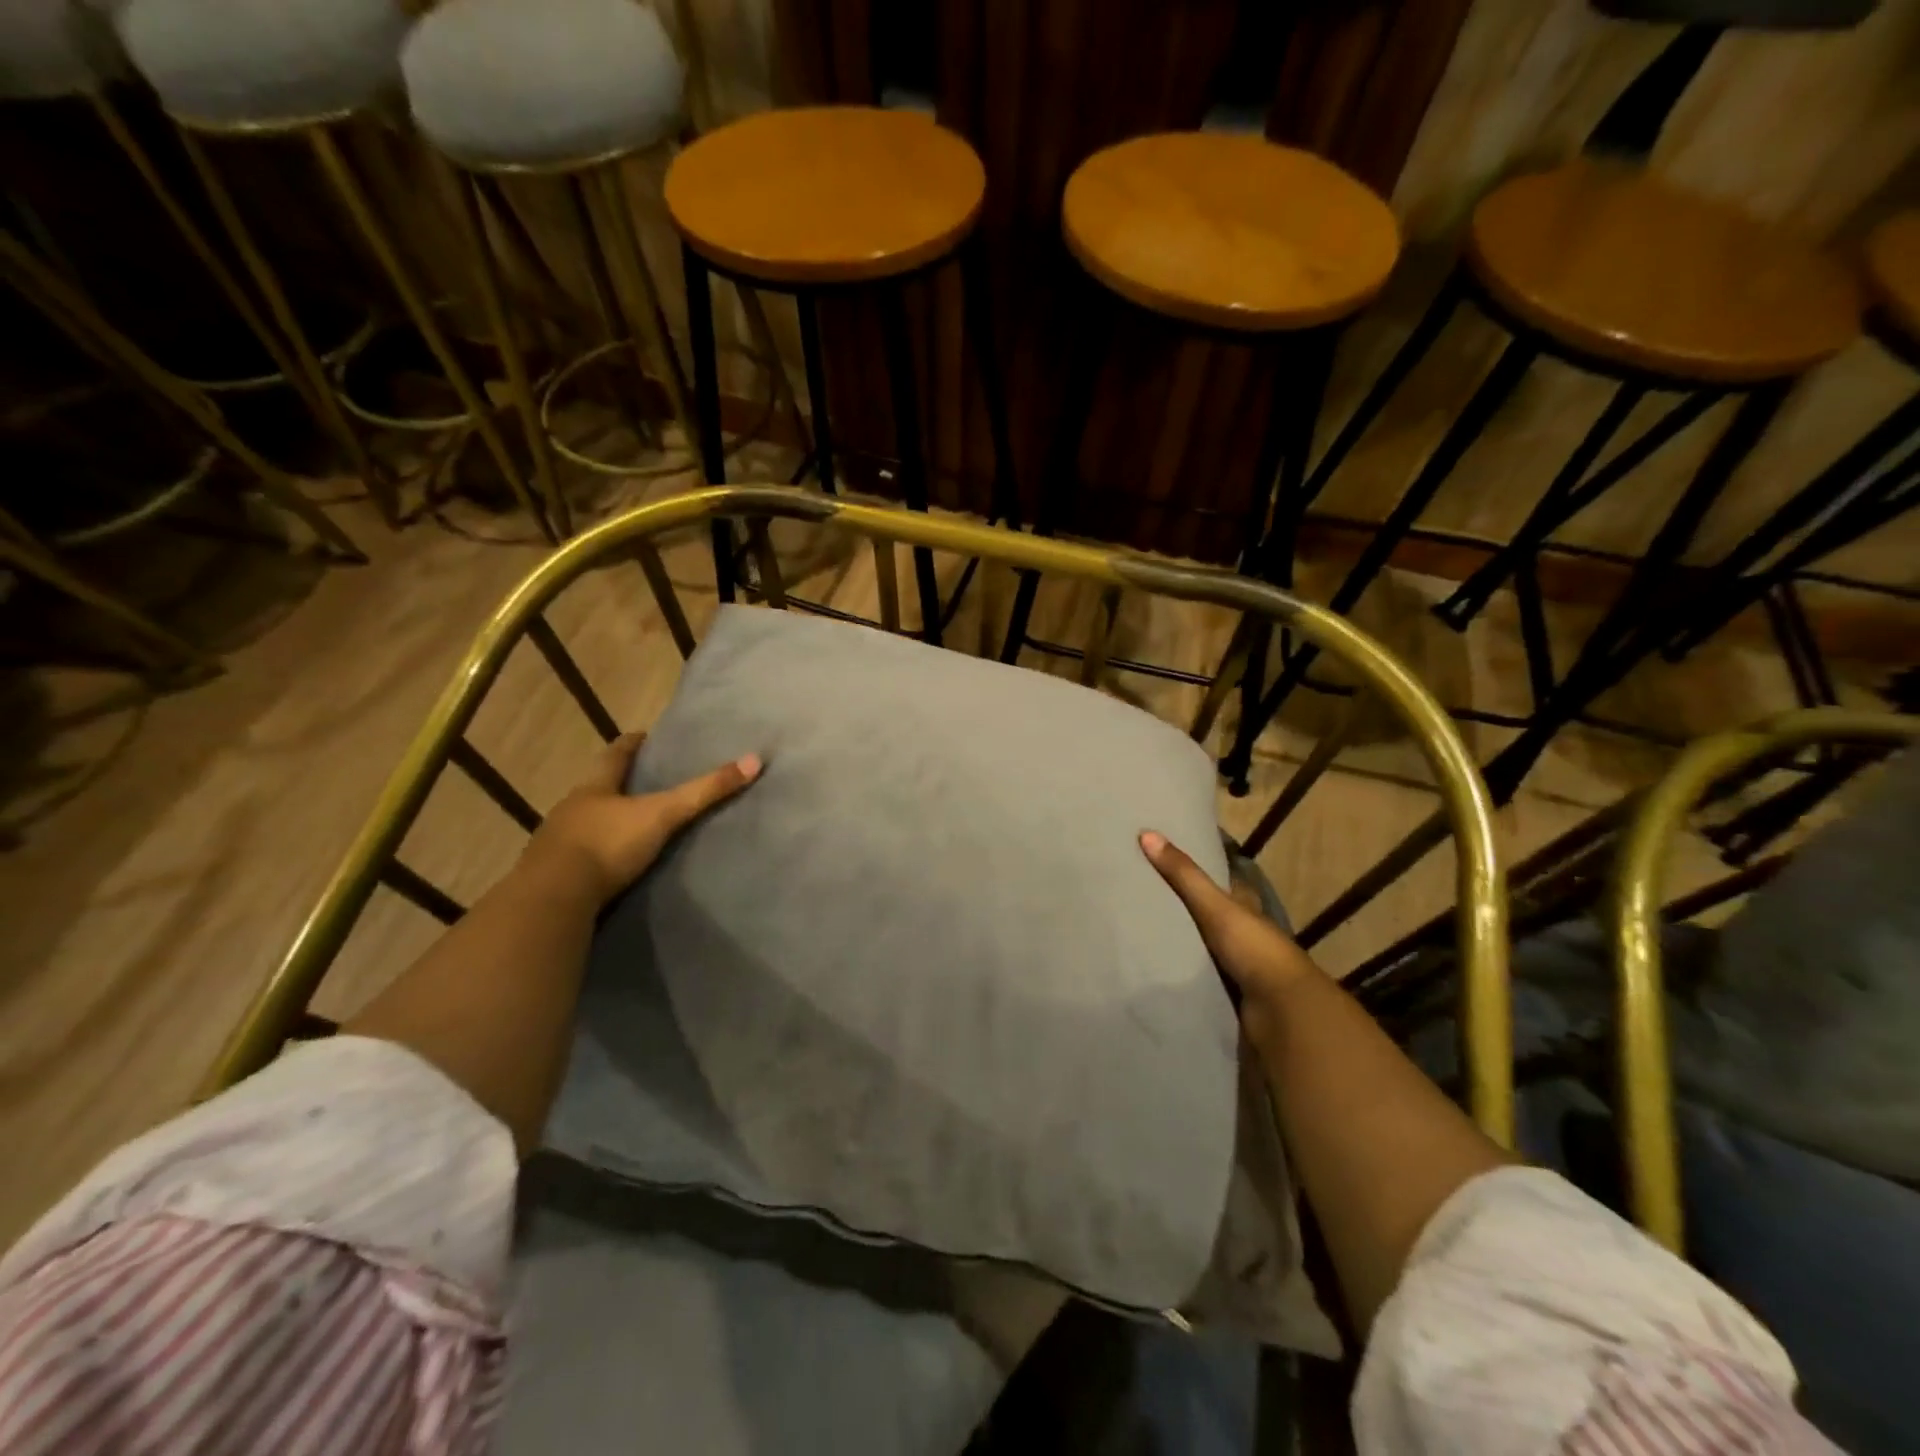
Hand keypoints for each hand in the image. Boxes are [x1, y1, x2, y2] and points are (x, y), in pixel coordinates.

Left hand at [523, 732, 761, 904]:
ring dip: (606, 820)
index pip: (615, 754)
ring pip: (586, 821)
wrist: (553, 898)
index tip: (644, 736)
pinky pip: (579, 855)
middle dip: (619, 783)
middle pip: (598, 787)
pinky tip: (609, 863)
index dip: (631, 744)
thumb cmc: (608, 844)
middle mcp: (572, 807)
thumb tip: (753, 760)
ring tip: (631, 823)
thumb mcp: (663, 814)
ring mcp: (557, 841)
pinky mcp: (554, 873)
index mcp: (595, 787)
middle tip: (645, 781)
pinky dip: (596, 853)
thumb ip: (705, 792)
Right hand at [1139, 830, 1322, 1047]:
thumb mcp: (1216, 906)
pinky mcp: (1227, 994)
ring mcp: (1237, 967)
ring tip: (1140, 933)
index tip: (1173, 860)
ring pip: (1203, 947)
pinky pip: (1198, 977)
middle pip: (1212, 916)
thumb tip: (1147, 833)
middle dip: (1185, 909)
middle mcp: (1244, 934)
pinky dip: (1180, 973)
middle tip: (1143, 897)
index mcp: (1246, 909)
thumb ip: (1184, 875)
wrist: (1281, 1011)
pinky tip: (1154, 969)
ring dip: (1181, 944)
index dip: (1205, 871)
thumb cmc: (1254, 949)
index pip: (1227, 883)